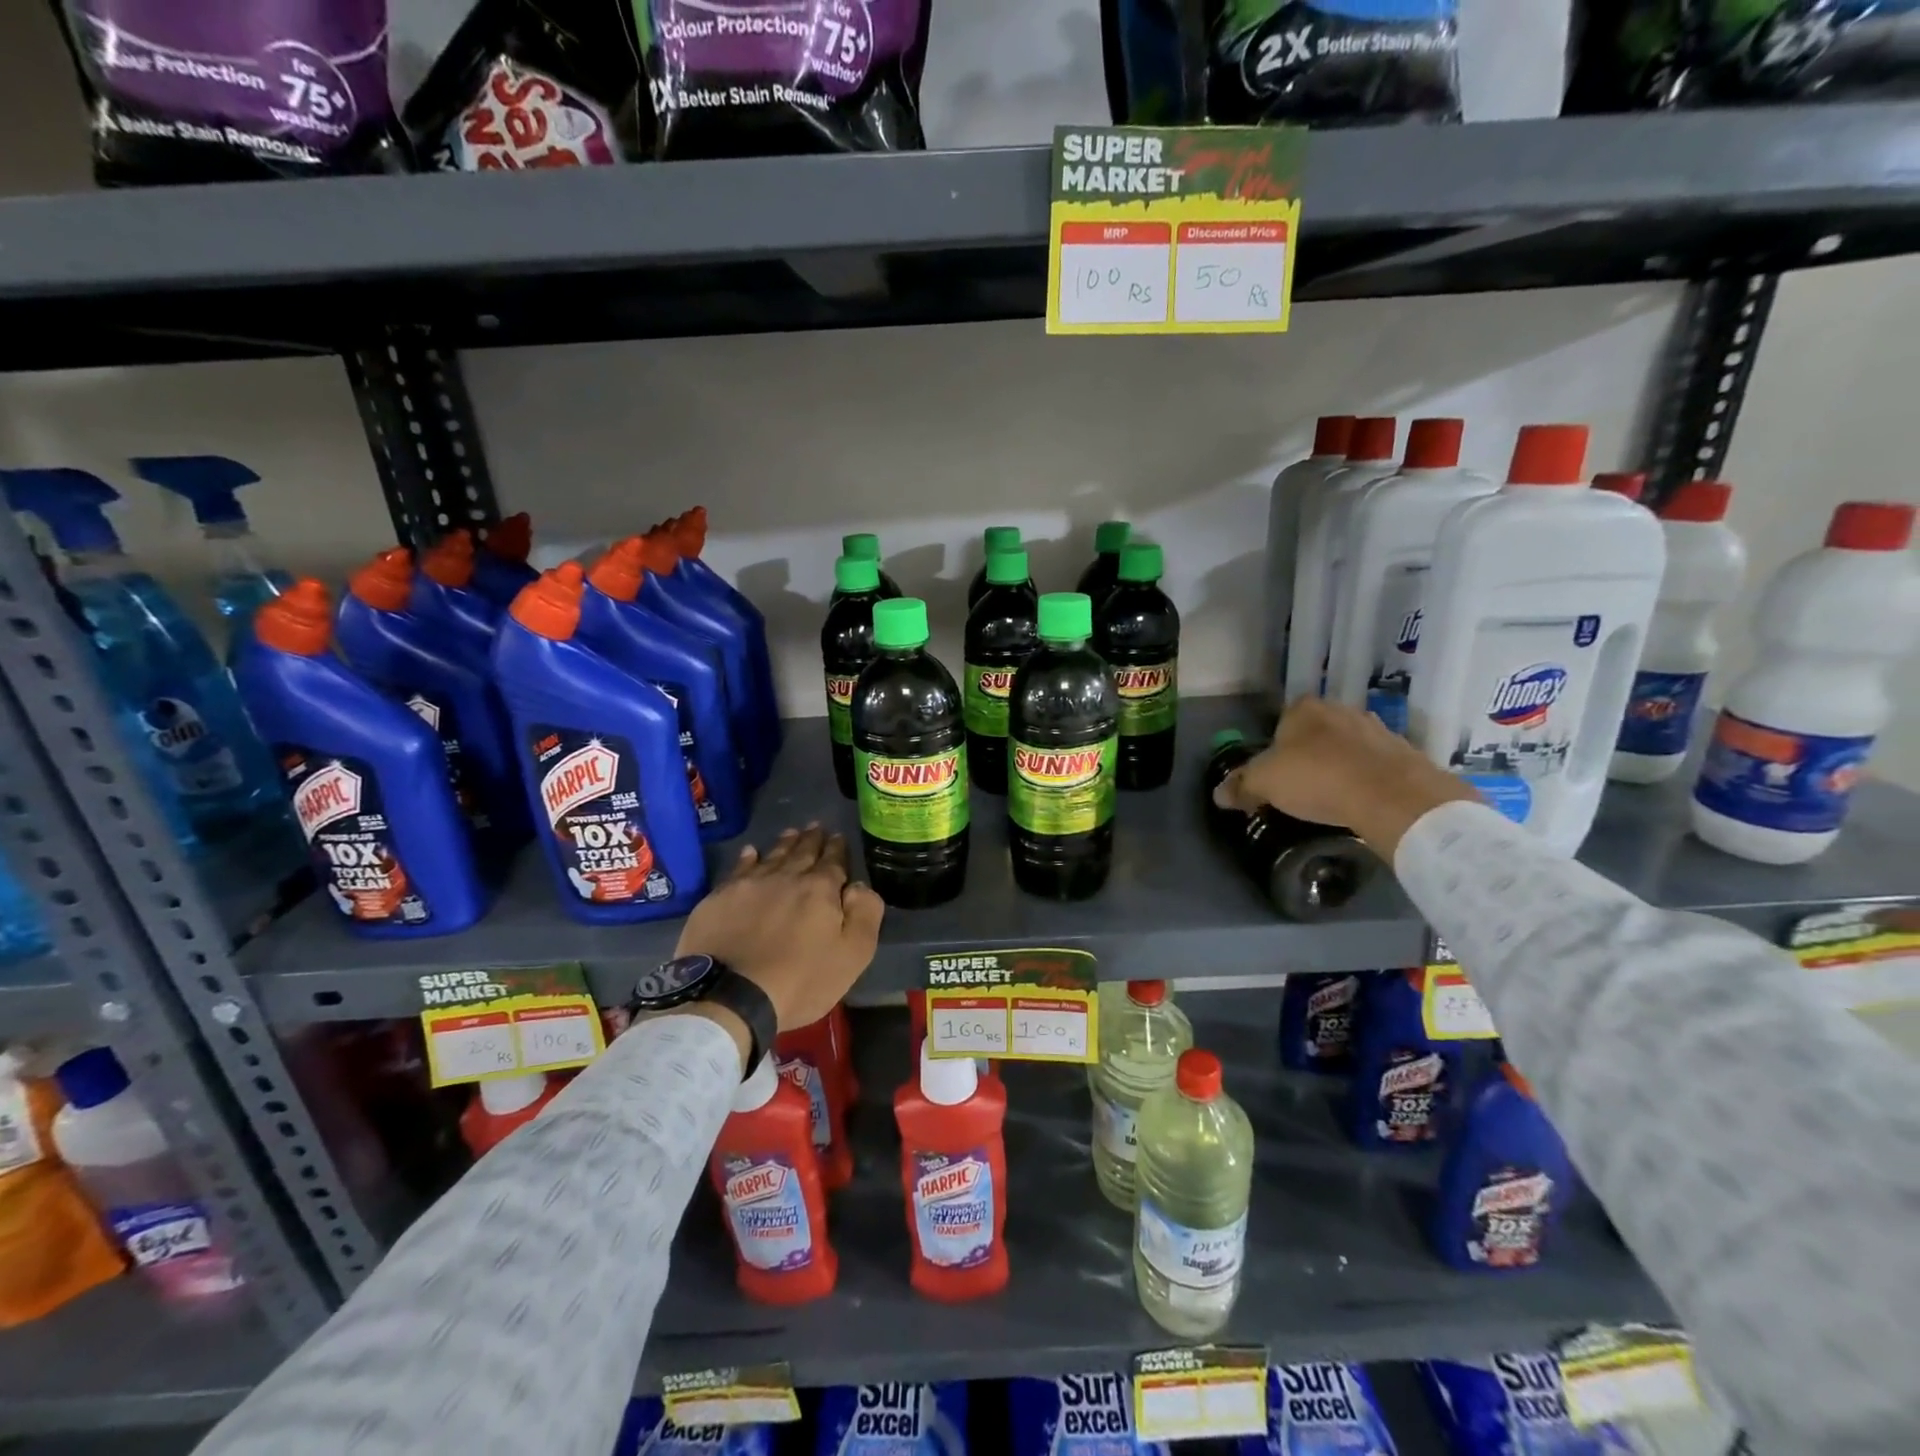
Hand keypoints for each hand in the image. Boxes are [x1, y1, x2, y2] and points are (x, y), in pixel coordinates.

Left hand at [674, 824, 884, 1033]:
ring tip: (792, 833)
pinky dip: (748, 857)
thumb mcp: (852, 955)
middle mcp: (786, 877)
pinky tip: (751, 852)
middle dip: (813, 839)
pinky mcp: (720, 898)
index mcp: (820, 889)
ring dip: (785, 843)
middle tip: (817, 827)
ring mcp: (750, 884)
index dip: (837, 849)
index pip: (833, 861)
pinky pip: (739, 868)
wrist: (730, 996)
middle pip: (803, 853)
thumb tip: (859, 886)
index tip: (838, 837)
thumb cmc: (800, 980)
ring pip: (773, 856)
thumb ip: (864, 914)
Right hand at [1212, 697, 1480, 859]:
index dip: (1275, 748)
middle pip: (1315, 732)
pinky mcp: (1403, 752)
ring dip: (1338, 765)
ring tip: (1331, 796)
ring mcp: (1376, 728)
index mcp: (1304, 708)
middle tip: (1300, 786)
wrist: (1391, 795)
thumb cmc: (1317, 778)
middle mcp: (1341, 709)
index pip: (1281, 721)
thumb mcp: (1264, 784)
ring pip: (1346, 747)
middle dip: (1308, 754)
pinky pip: (1374, 764)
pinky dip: (1365, 778)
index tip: (1275, 774)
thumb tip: (1219, 794)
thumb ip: (1240, 785)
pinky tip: (1359, 800)